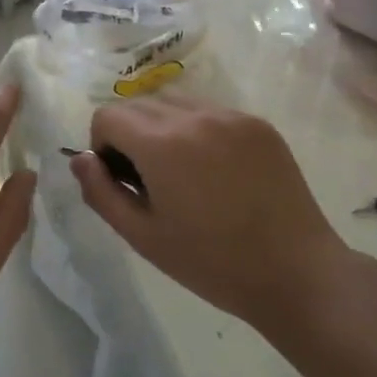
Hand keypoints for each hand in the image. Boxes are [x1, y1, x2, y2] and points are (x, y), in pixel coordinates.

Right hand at [70, 98, 351, 336]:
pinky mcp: (258, 124)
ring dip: (162, 128)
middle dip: (130, 135)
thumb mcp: (143, 236)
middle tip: (150, 181)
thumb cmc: (212, 263)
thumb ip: (101, 192)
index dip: (102, 146)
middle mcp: (195, 116)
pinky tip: (217, 173)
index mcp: (162, 143)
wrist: (296, 273)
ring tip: (183, 174)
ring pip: (173, 103)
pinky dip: (198, 131)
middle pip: (138, 104)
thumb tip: (80, 158)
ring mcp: (231, 116)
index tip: (122, 180)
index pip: (107, 115)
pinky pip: (209, 112)